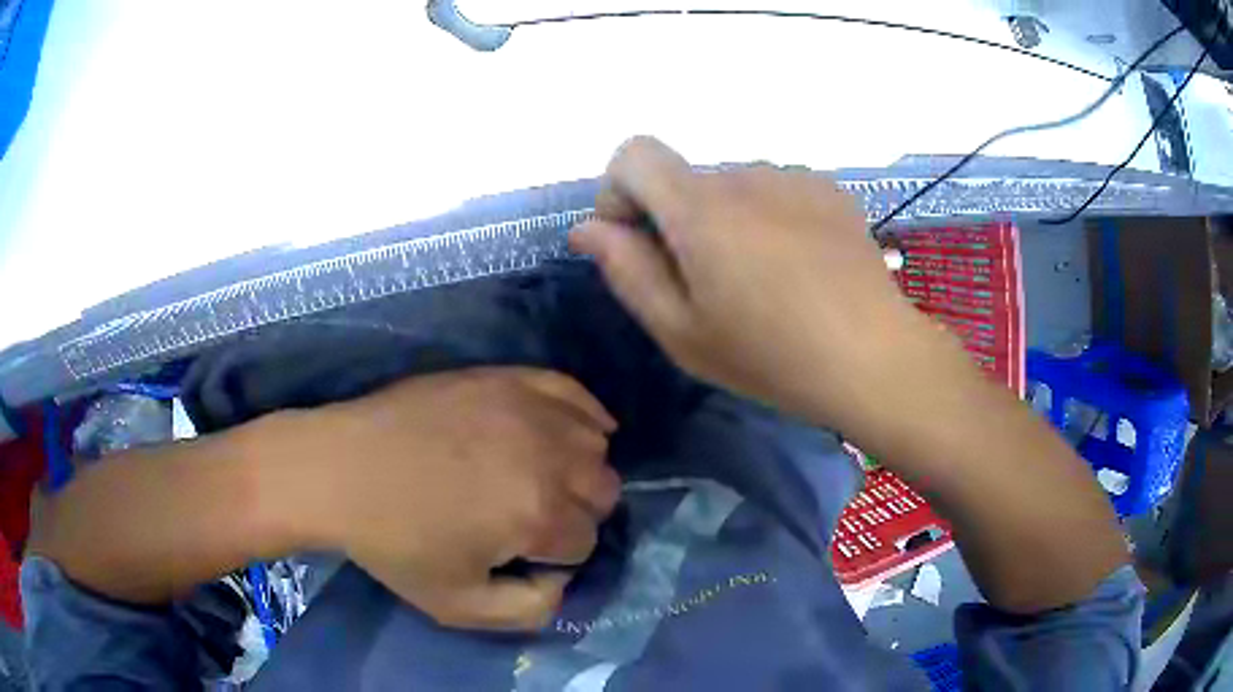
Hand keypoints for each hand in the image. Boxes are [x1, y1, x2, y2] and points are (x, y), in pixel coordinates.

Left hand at [276, 367, 619, 629]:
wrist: (340, 470)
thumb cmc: (395, 543)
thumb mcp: (459, 606)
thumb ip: (530, 611)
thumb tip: (563, 583)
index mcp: (537, 515)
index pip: (587, 541)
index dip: (557, 555)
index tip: (523, 553)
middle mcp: (548, 456)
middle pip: (603, 490)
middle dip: (576, 513)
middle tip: (531, 518)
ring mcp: (529, 408)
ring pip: (596, 444)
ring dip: (578, 469)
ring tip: (538, 477)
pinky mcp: (507, 377)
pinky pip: (574, 392)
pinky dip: (583, 416)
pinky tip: (567, 431)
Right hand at [571, 137, 920, 426]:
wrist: (874, 357)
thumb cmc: (771, 355)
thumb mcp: (681, 331)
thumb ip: (626, 271)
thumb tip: (587, 228)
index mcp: (699, 207)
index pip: (634, 153)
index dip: (620, 192)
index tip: (638, 242)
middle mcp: (744, 175)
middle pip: (686, 179)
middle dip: (678, 221)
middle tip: (709, 287)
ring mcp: (792, 178)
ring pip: (733, 187)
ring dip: (727, 222)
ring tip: (762, 282)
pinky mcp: (828, 189)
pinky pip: (775, 192)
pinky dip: (768, 219)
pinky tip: (798, 268)